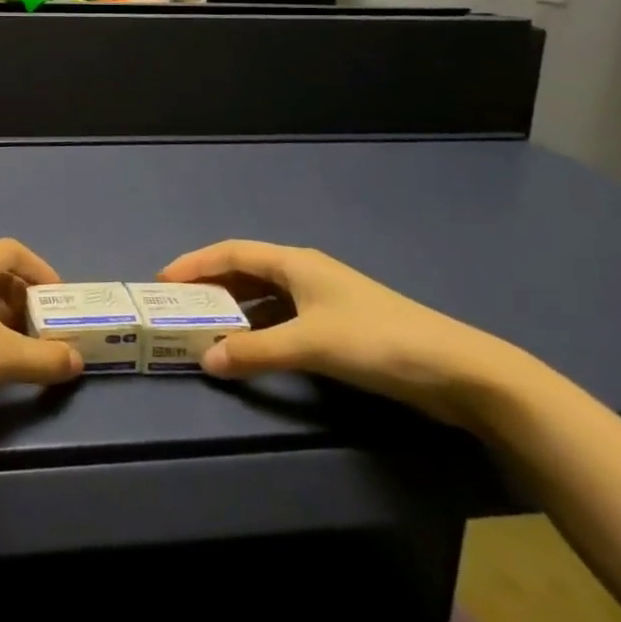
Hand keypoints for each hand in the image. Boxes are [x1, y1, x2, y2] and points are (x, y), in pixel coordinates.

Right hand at [158, 240, 530, 428]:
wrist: (457, 369)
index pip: (231, 252)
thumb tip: (206, 360)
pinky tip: (252, 349)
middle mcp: (305, 273)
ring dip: (236, 311)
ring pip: (266, 297)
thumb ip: (256, 352)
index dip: (195, 263)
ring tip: (207, 330)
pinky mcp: (340, 327)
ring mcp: (324, 299)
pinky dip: (261, 329)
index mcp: (294, 262)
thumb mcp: (310, 345)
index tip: (163, 281)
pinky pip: (284, 319)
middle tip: (179, 309)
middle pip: (246, 271)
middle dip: (211, 287)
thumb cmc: (376, 341)